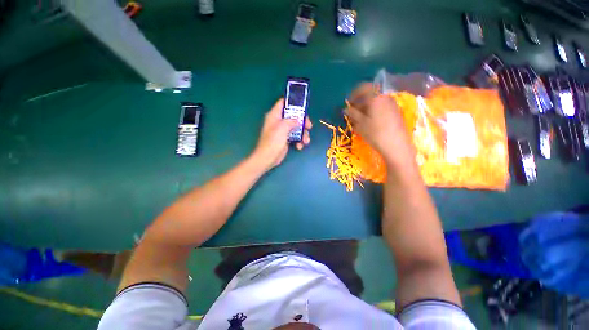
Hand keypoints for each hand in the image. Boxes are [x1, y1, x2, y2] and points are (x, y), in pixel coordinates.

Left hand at [252, 98, 311, 170]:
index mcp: (274, 115)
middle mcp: (279, 122)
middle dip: (302, 121)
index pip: (283, 103)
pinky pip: (295, 137)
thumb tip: (298, 120)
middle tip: (309, 126)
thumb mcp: (282, 128)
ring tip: (306, 140)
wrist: (268, 158)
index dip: (293, 102)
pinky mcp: (286, 139)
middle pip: (293, 116)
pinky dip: (299, 141)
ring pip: (296, 127)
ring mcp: (283, 131)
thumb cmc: (273, 141)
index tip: (303, 106)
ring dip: (303, 134)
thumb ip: (291, 121)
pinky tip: (299, 146)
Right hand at [345, 83, 415, 169]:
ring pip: (376, 102)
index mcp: (376, 97)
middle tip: (353, 113)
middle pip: (370, 95)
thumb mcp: (360, 124)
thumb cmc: (375, 133)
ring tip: (360, 119)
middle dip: (360, 102)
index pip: (363, 87)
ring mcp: (392, 105)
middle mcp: (385, 97)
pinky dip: (373, 111)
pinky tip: (370, 122)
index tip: (348, 103)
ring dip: (366, 107)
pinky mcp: (396, 113)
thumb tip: (346, 108)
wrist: (396, 145)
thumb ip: (353, 113)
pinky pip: (382, 107)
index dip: (354, 94)